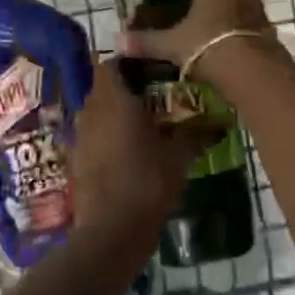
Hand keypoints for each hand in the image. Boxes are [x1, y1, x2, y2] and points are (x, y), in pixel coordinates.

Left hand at [69, 59, 202, 243]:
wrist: (111, 231)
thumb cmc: (147, 182)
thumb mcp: (179, 157)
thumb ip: (196, 134)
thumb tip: (220, 123)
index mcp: (114, 98)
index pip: (112, 63)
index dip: (129, 63)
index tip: (152, 70)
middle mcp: (91, 109)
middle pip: (104, 87)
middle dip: (125, 89)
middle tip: (154, 98)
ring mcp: (79, 135)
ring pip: (96, 111)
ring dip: (114, 114)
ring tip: (143, 126)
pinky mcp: (75, 159)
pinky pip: (91, 136)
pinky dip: (106, 137)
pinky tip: (127, 153)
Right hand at [117, 0, 273, 75]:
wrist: (250, 70)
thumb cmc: (205, 45)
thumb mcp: (170, 44)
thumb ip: (145, 41)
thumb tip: (117, 42)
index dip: (183, 7)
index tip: (176, 28)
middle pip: (216, 1)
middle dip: (205, 18)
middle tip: (191, 43)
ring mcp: (258, 9)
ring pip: (233, 18)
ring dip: (223, 32)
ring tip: (209, 57)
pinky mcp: (271, 31)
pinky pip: (248, 34)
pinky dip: (239, 45)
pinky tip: (229, 64)